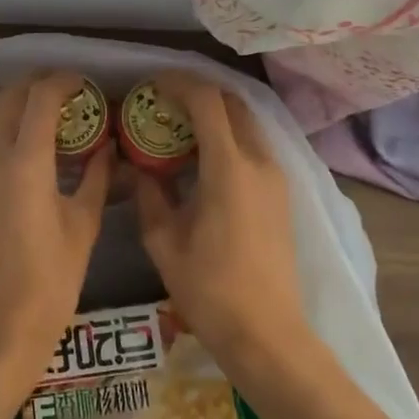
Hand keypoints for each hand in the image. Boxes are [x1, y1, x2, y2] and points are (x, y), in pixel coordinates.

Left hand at [0, 72, 112, 388]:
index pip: (40, 98)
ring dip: (23, 105)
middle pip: (10, 97)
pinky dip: (12, 129)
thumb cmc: (51, 281)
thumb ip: (97, 177)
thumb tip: (108, 147)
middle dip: (39, 84)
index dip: (64, 81)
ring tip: (57, 116)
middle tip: (71, 92)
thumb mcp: (84, 225)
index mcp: (24, 163)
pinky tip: (38, 147)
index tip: (86, 82)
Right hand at [132, 73, 310, 373]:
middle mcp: (259, 161)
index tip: (150, 85)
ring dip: (214, 112)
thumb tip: (136, 166)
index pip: (207, 101)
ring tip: (179, 125)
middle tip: (162, 101)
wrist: (268, 335)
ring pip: (246, 121)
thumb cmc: (210, 290)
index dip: (178, 83)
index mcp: (229, 168)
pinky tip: (202, 155)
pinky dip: (228, 133)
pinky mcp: (281, 192)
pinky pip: (254, 143)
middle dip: (196, 92)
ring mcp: (277, 176)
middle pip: (232, 102)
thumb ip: (149, 194)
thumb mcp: (164, 241)